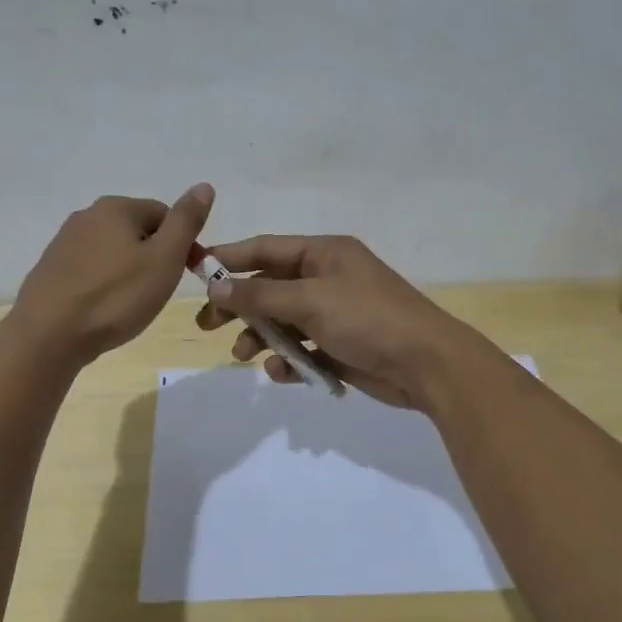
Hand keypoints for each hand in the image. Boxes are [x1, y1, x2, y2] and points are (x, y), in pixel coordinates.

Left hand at [12, 185, 214, 364]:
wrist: (49, 334)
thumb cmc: (116, 296)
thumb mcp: (164, 258)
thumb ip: (186, 221)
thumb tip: (204, 186)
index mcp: (116, 207)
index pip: (165, 214)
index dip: (183, 244)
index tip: (187, 275)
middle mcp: (87, 215)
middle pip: (137, 231)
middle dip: (154, 258)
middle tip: (158, 292)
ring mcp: (64, 242)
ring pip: (113, 251)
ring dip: (128, 272)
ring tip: (131, 305)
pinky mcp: (51, 269)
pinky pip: (91, 270)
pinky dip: (104, 285)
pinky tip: (104, 309)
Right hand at [194, 234, 493, 410]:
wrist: (426, 365)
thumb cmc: (367, 319)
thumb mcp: (310, 301)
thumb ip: (259, 295)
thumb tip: (216, 286)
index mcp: (324, 253)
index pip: (265, 249)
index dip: (229, 258)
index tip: (195, 272)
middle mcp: (326, 278)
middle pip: (269, 287)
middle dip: (239, 305)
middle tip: (207, 325)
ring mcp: (334, 313)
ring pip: (283, 321)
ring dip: (261, 336)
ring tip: (244, 354)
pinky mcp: (340, 346)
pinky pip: (302, 349)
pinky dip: (289, 360)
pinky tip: (282, 372)